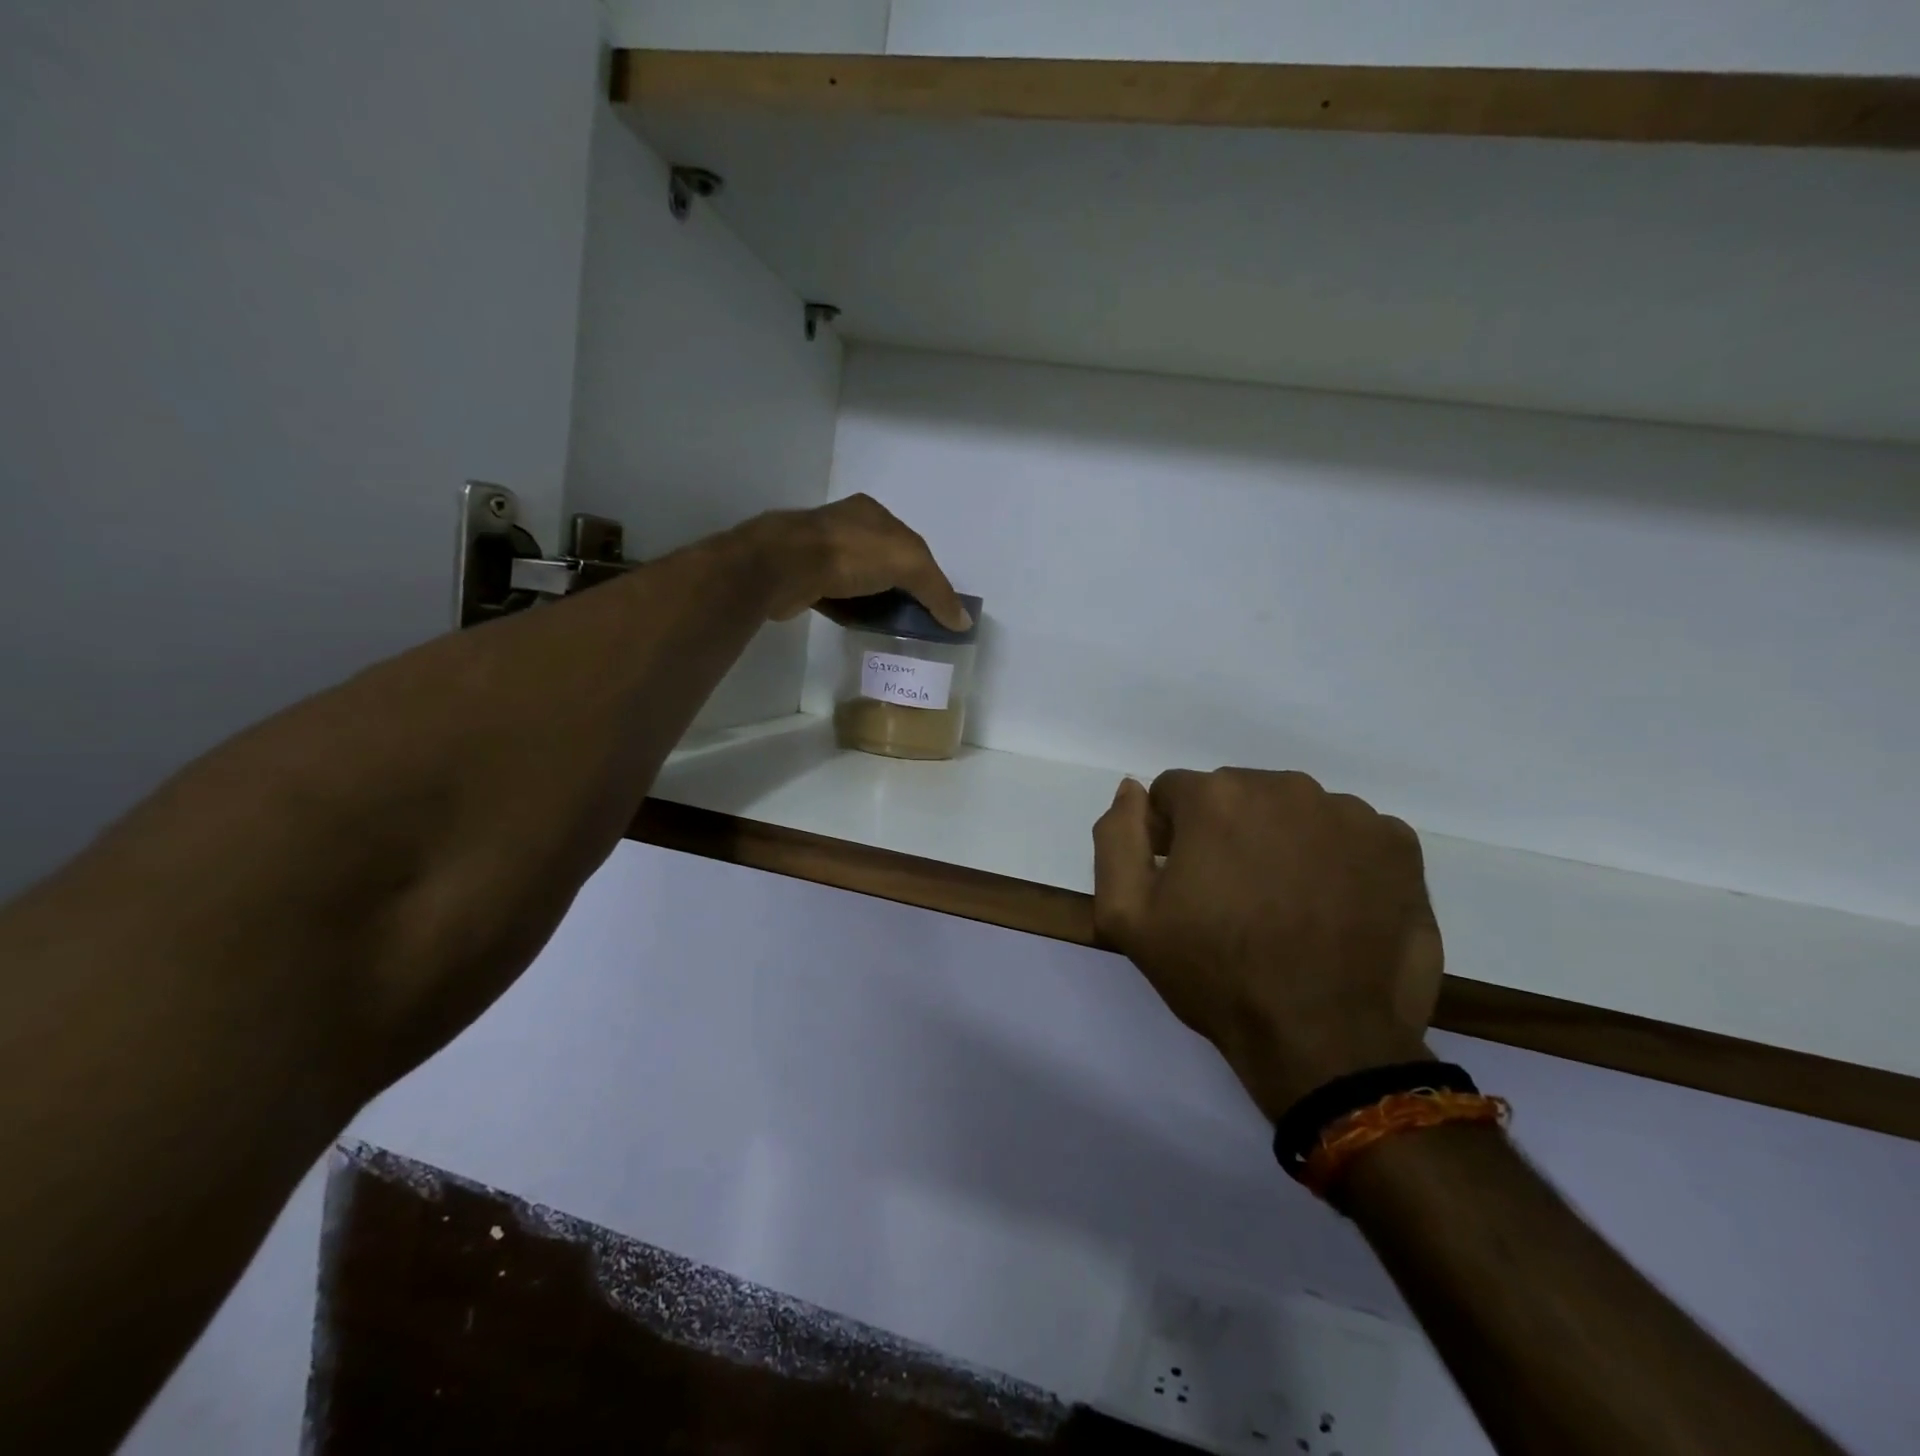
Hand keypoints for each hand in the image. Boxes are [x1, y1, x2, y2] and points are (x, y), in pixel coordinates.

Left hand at [747, 494, 971, 630]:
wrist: (785, 565)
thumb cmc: (851, 554)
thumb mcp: (909, 565)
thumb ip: (937, 592)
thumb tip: (963, 622)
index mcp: (873, 513)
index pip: (911, 544)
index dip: (928, 574)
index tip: (937, 604)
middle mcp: (847, 527)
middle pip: (886, 561)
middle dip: (902, 587)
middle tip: (917, 619)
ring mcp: (821, 551)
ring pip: (861, 580)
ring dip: (877, 601)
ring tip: (892, 627)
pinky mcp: (804, 578)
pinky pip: (838, 597)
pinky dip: (852, 611)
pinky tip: (862, 627)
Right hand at [1092, 769, 1442, 1120]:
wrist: (1324, 1039)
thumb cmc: (1215, 974)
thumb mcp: (1127, 915)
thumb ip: (1116, 837)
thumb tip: (1131, 790)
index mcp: (1217, 797)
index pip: (1176, 794)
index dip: (1170, 836)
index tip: (1184, 884)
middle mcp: (1284, 787)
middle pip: (1236, 795)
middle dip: (1225, 833)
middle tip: (1234, 898)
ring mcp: (1348, 814)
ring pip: (1293, 812)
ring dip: (1281, 842)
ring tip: (1287, 906)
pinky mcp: (1398, 845)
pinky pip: (1349, 834)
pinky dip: (1335, 859)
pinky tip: (1333, 907)